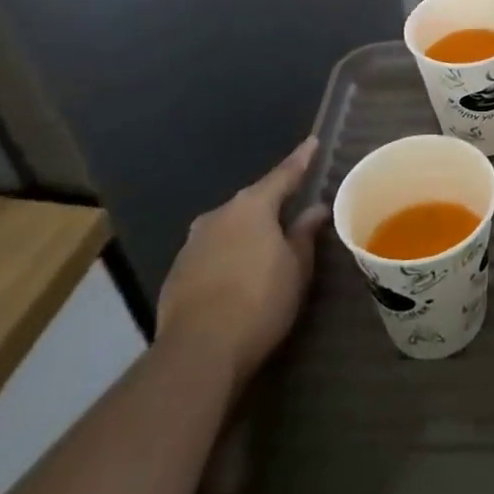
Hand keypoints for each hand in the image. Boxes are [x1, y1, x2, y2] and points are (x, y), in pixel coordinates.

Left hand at [157, 138, 328, 389]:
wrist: (198, 351)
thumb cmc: (260, 300)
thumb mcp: (296, 267)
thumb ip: (305, 233)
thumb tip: (316, 209)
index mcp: (252, 206)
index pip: (283, 175)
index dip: (301, 160)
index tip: (312, 142)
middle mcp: (219, 215)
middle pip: (252, 202)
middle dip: (272, 204)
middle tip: (293, 207)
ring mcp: (193, 244)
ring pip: (229, 228)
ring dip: (248, 233)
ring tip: (266, 245)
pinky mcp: (177, 273)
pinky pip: (212, 253)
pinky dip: (228, 256)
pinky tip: (238, 275)